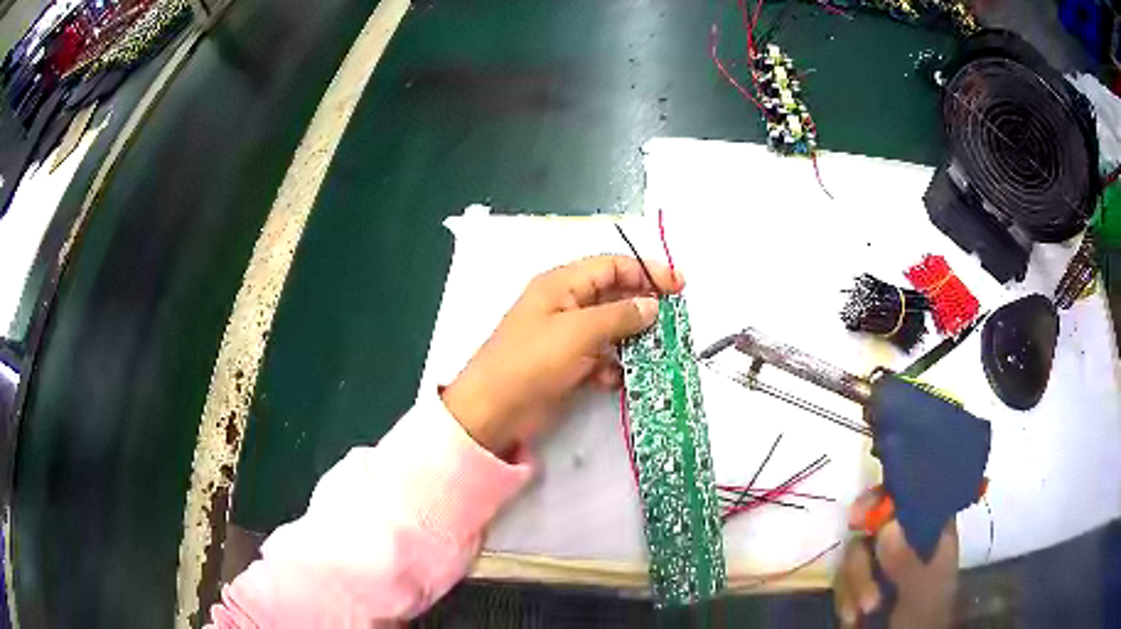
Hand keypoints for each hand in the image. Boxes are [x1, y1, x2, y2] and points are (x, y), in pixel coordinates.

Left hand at [442, 255, 683, 456]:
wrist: (493, 411)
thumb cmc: (532, 362)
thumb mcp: (578, 332)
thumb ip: (619, 315)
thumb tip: (653, 305)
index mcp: (562, 284)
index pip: (612, 266)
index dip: (647, 272)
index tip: (679, 287)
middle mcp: (566, 304)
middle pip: (614, 295)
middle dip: (644, 307)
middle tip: (673, 324)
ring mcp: (566, 336)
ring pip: (611, 328)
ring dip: (631, 340)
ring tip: (655, 354)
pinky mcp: (567, 364)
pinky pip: (600, 356)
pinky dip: (612, 365)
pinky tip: (617, 379)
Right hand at [834, 488, 958, 627]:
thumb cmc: (926, 617)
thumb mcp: (921, 590)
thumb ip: (905, 560)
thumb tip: (886, 524)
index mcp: (932, 534)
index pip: (913, 498)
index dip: (887, 497)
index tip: (862, 514)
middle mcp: (906, 544)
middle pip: (874, 528)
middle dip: (864, 559)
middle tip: (856, 569)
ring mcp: (881, 567)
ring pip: (855, 556)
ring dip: (854, 586)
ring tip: (862, 613)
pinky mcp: (860, 589)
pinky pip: (842, 582)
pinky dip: (844, 600)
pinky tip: (852, 620)